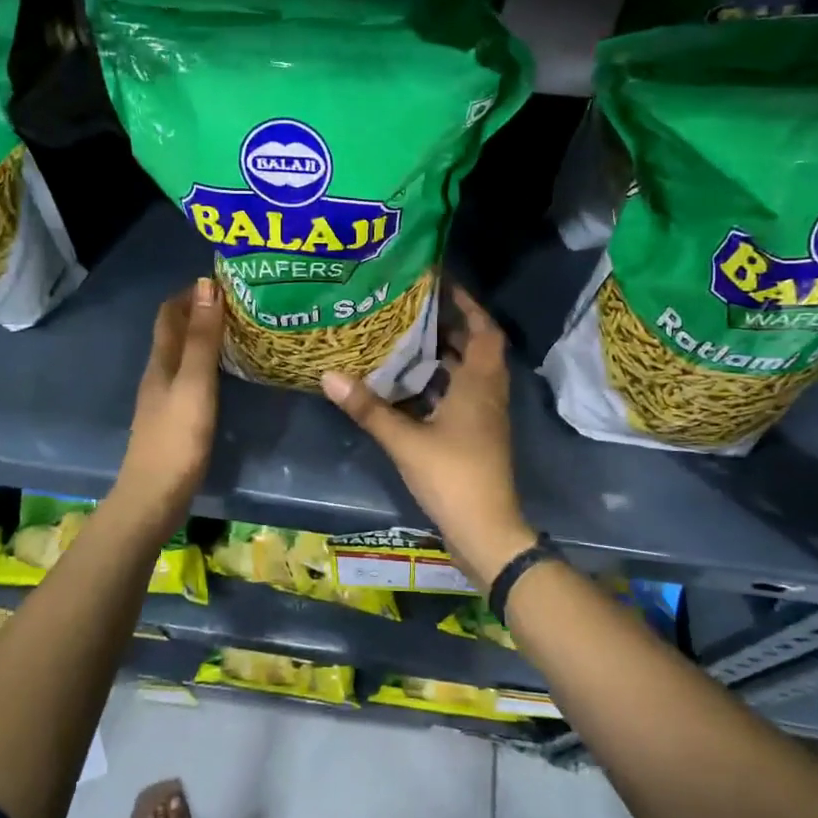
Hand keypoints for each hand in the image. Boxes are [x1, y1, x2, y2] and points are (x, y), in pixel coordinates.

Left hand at [114, 277, 223, 531]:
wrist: (154, 496)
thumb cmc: (177, 438)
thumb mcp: (194, 383)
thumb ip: (201, 338)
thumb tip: (206, 285)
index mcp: (161, 360)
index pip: (170, 312)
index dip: (192, 292)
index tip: (226, 281)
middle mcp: (159, 372)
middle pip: (176, 331)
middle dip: (202, 311)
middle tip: (241, 303)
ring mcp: (164, 397)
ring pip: (183, 354)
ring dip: (205, 337)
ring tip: (240, 331)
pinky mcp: (174, 418)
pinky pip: (190, 377)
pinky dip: (208, 363)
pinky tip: (227, 373)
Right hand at [321, 285, 534, 584]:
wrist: (486, 532)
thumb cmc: (453, 477)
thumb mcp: (405, 440)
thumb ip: (369, 408)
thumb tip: (329, 375)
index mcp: (480, 384)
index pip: (484, 330)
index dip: (468, 305)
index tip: (442, 285)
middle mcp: (488, 394)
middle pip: (475, 348)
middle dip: (449, 326)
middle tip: (412, 309)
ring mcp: (485, 417)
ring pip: (468, 373)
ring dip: (444, 355)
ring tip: (405, 339)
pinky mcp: (476, 436)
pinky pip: (461, 396)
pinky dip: (440, 384)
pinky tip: (408, 386)